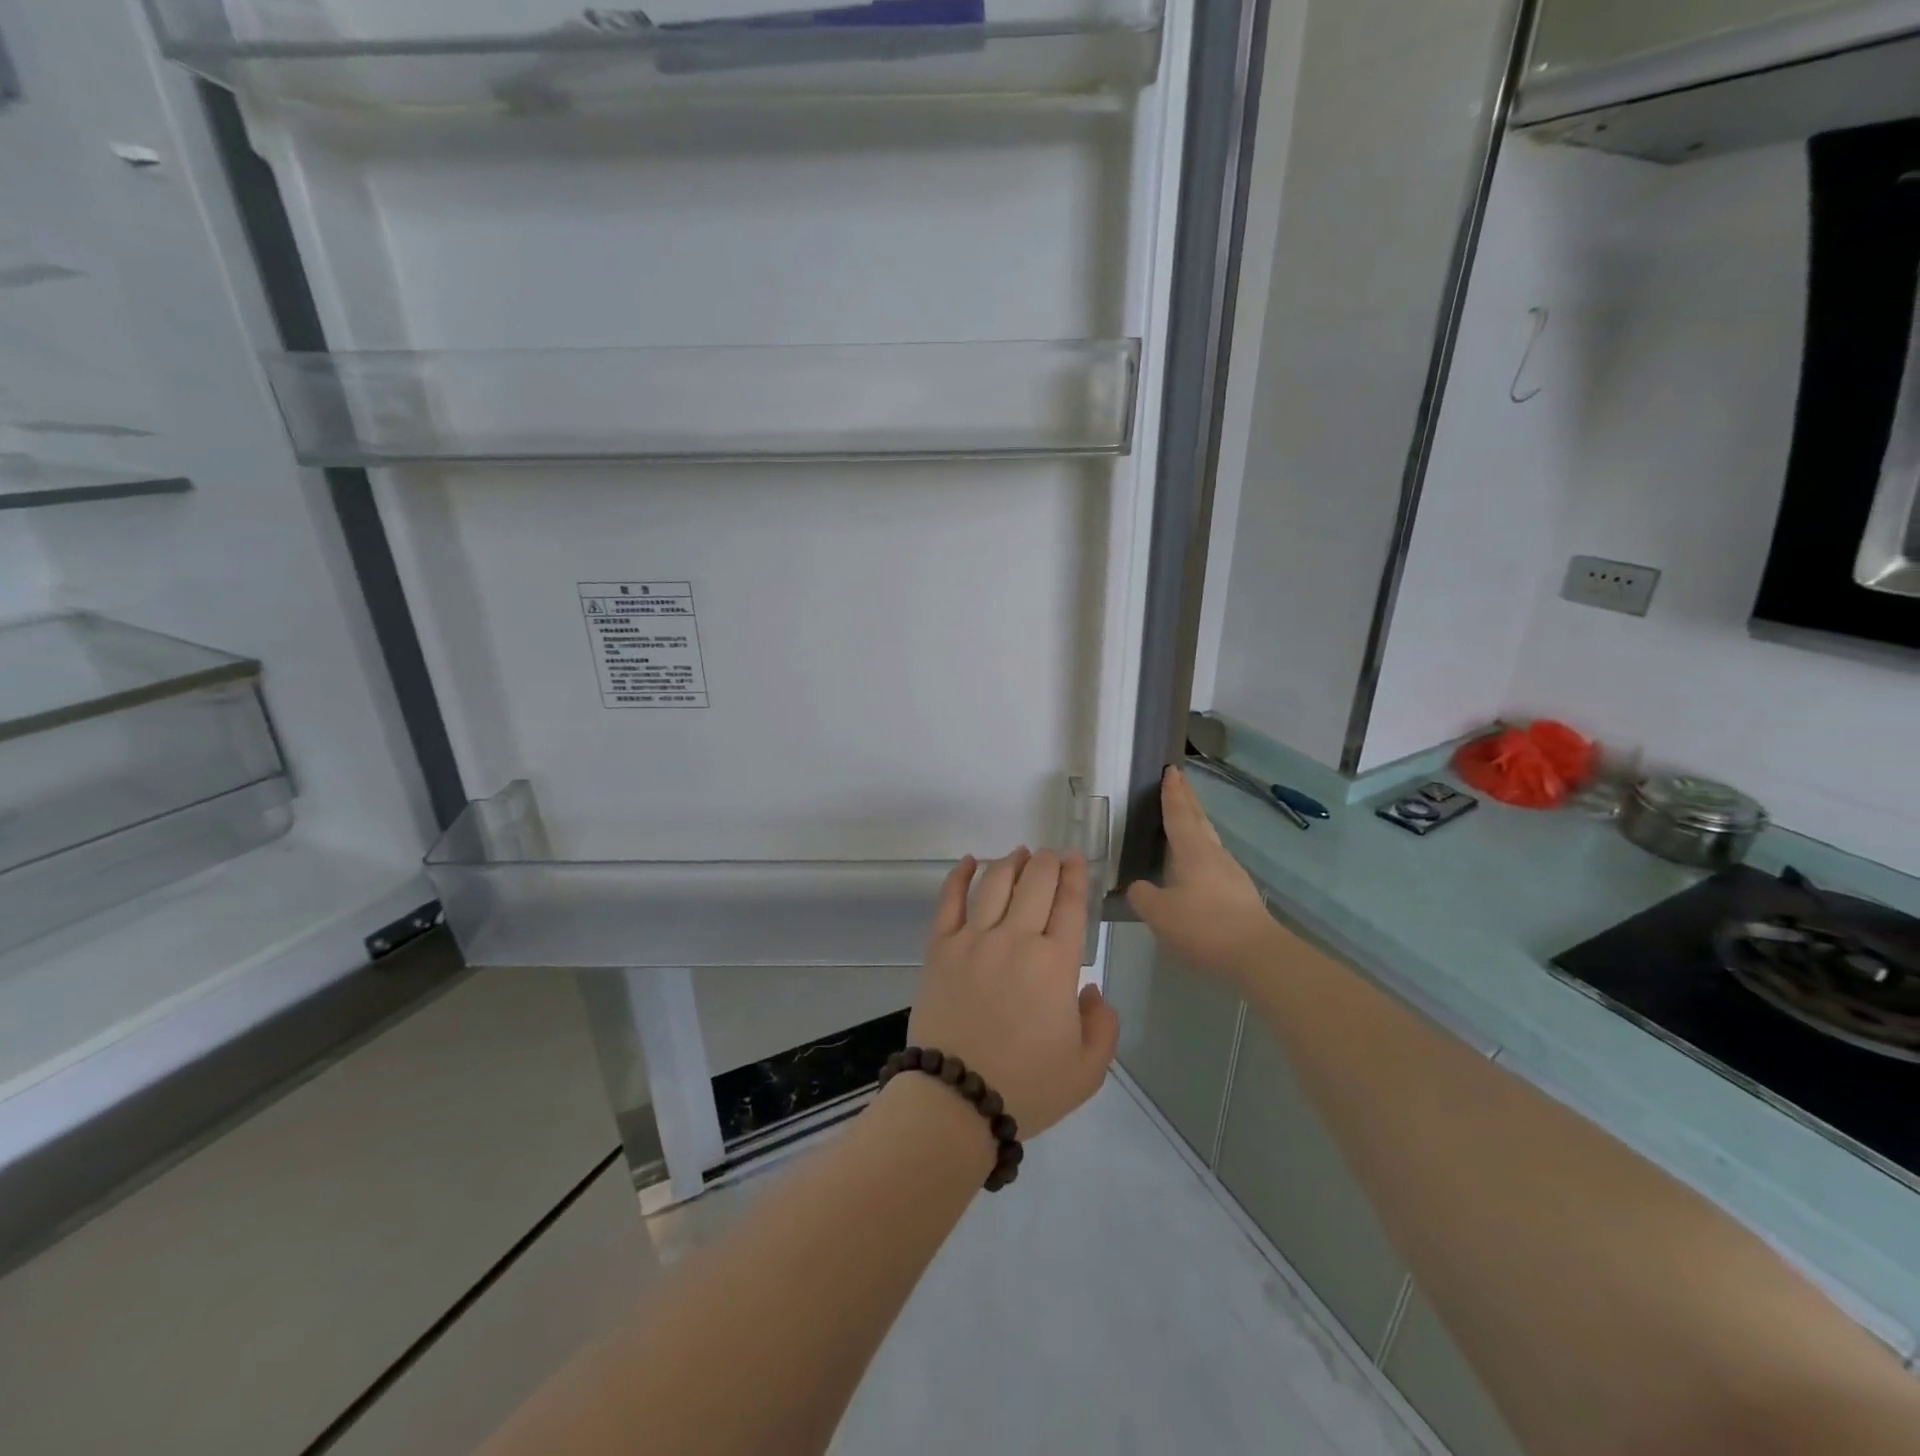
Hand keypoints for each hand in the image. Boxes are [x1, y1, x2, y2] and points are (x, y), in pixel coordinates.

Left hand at [908, 849, 1118, 1138]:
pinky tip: (968, 862)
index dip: (1075, 875)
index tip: (1076, 859)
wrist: (956, 1099)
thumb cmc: (1027, 1086)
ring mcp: (973, 939)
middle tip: (1051, 855)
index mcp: (1056, 964)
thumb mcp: (1087, 1070)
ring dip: (1010, 862)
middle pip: (1035, 882)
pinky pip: (949, 900)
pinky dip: (959, 876)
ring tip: (1019, 853)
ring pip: (995, 883)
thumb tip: (1091, 988)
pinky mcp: (940, 948)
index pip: (1069, 903)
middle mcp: (1016, 939)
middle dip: (1047, 861)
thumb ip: (1103, 1025)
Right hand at [1127, 767, 1276, 983]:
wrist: (1257, 954)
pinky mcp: (1239, 893)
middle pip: (1198, 820)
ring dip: (1195, 824)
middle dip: (1187, 799)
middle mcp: (1213, 854)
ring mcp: (1230, 873)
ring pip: (1208, 839)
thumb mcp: (1160, 914)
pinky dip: (1200, 850)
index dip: (1172, 793)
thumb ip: (1143, 896)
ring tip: (1184, 818)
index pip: (1178, 814)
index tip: (1170, 770)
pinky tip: (1195, 864)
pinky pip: (1213, 860)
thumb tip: (1138, 887)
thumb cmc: (1204, 926)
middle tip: (1178, 781)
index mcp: (1193, 851)